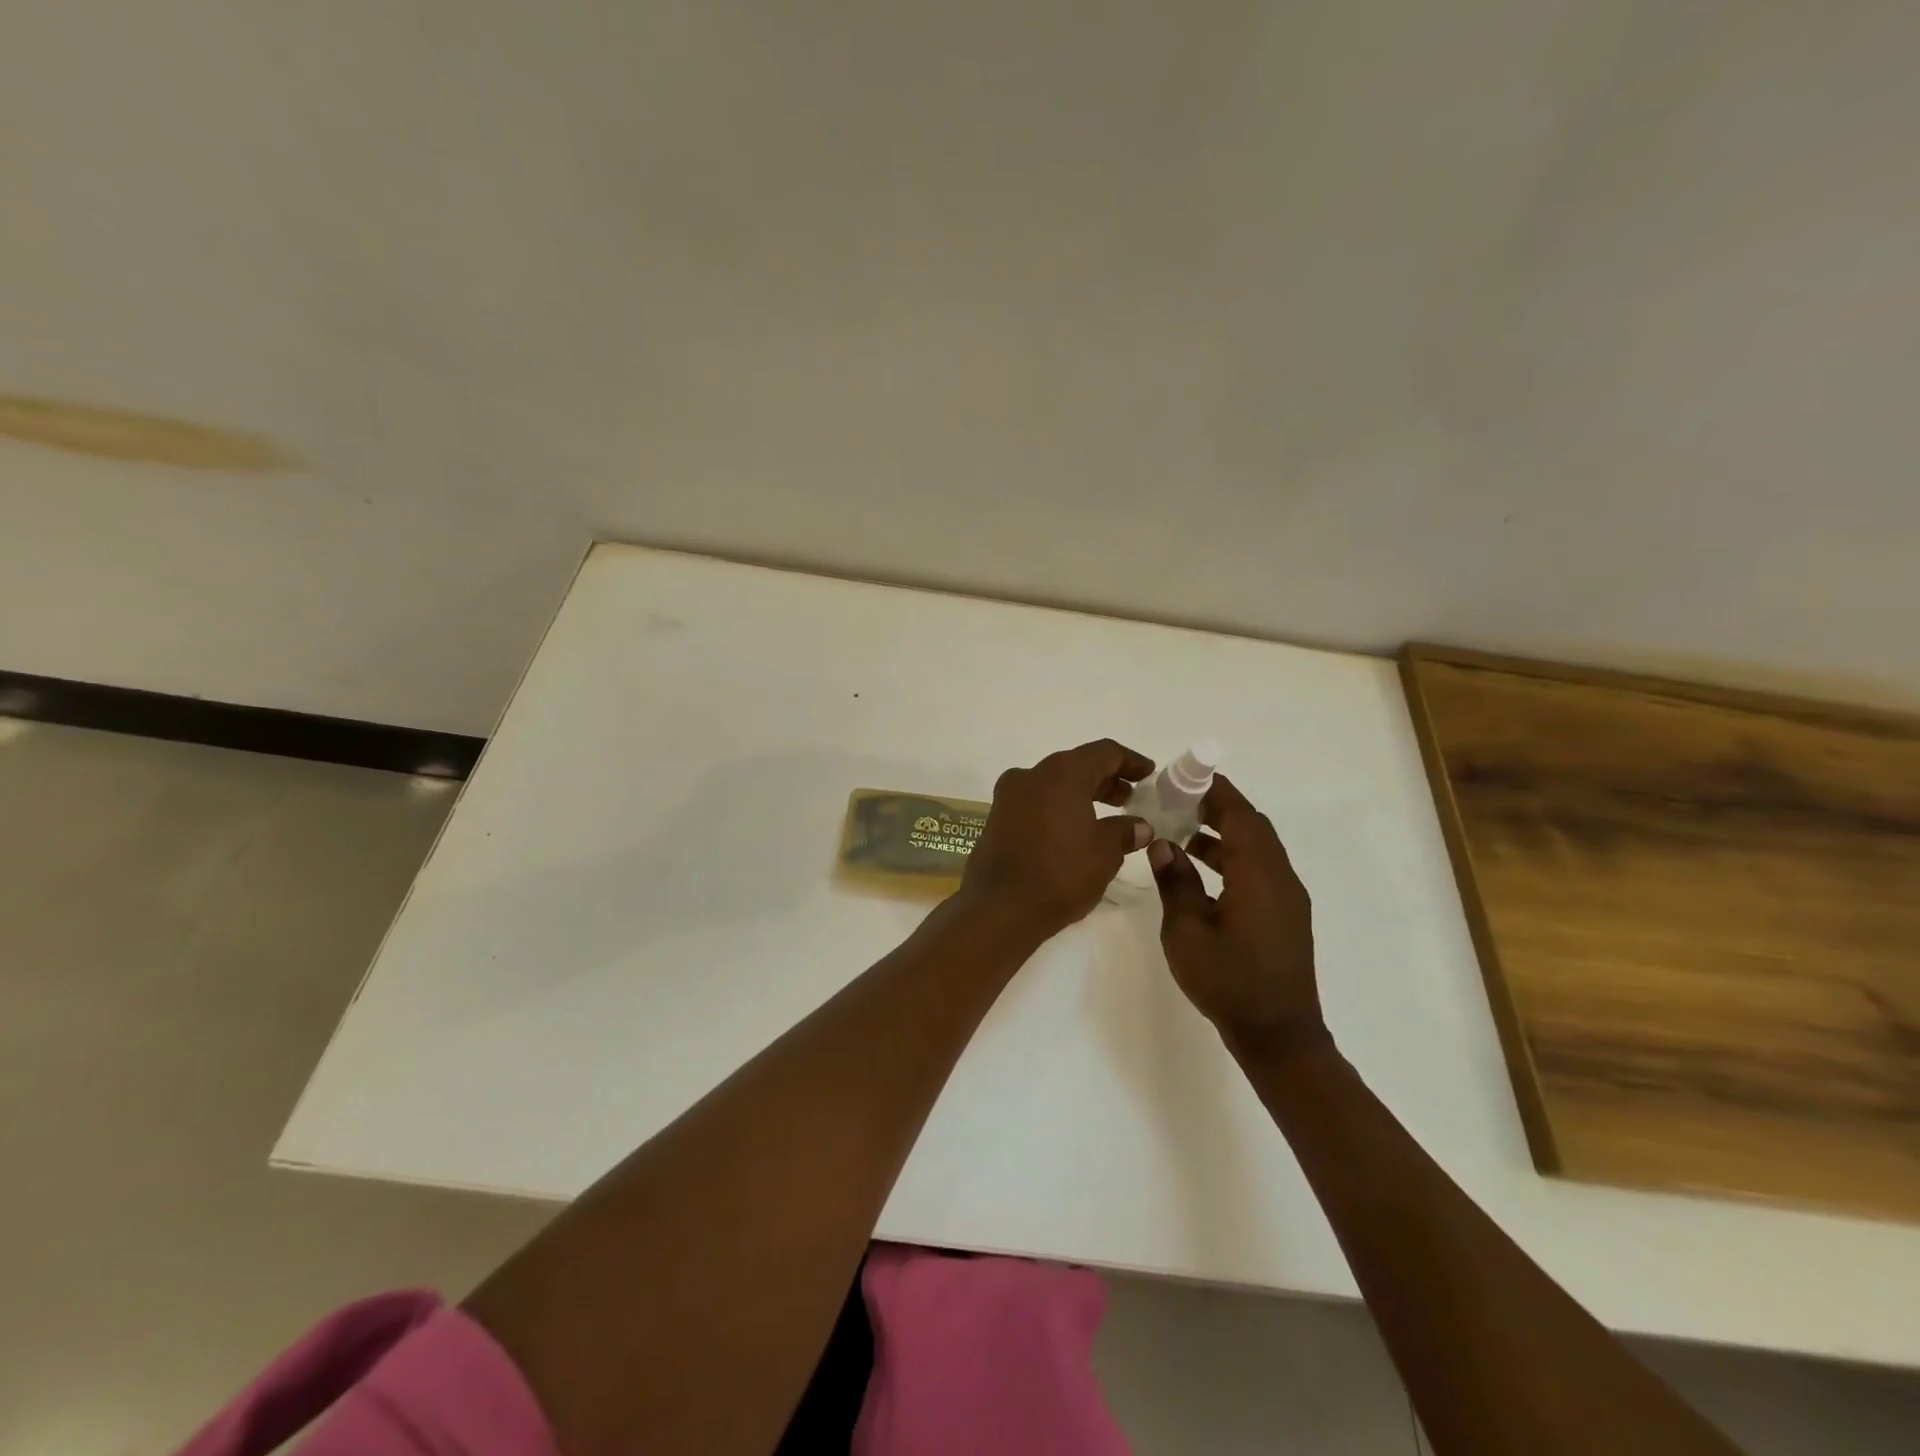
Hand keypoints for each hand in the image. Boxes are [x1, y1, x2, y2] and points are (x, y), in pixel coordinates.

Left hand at [959, 739, 1153, 939]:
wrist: (999, 908)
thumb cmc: (1060, 874)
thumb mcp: (1104, 853)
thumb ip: (1124, 832)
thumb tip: (1139, 826)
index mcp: (1061, 773)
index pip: (1104, 752)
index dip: (1130, 761)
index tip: (1148, 773)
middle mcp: (1031, 775)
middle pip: (1076, 766)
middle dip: (1105, 779)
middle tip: (1130, 798)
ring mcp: (1009, 796)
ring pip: (1053, 784)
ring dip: (1081, 794)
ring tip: (1107, 817)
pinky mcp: (997, 818)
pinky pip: (1036, 802)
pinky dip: (1059, 807)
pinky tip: (1075, 831)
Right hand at [1148, 774, 1327, 1060]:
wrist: (1277, 1034)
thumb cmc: (1228, 981)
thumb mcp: (1186, 931)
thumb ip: (1175, 882)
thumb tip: (1164, 844)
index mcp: (1258, 874)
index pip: (1239, 815)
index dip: (1213, 790)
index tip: (1184, 776)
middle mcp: (1280, 877)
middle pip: (1251, 825)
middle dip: (1216, 807)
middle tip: (1176, 799)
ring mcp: (1287, 896)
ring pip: (1257, 846)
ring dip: (1223, 832)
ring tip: (1181, 830)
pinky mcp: (1286, 914)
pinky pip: (1260, 868)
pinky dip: (1233, 855)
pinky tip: (1202, 867)